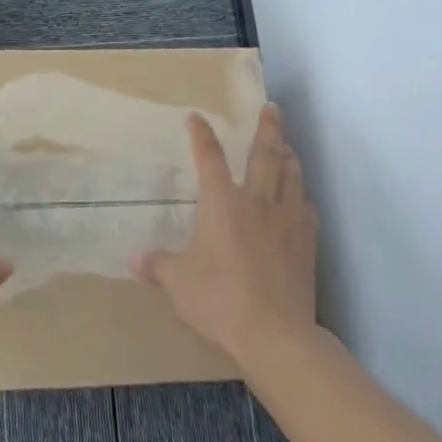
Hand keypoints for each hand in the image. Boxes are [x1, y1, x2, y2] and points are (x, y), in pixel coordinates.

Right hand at [131, 103, 319, 367]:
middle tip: (273, 108)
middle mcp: (257, 202)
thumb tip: (133, 259)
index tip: (196, 117)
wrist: (274, 333)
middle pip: (264, 156)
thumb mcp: (178, 282)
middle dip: (267, 129)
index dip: (201, 136)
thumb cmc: (218, 299)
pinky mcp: (307, 244)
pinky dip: (304, 199)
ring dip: (289, 158)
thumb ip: (158, 266)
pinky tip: (304, 201)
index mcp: (222, 203)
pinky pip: (308, 212)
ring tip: (289, 146)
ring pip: (291, 178)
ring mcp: (287, 222)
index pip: (209, 158)